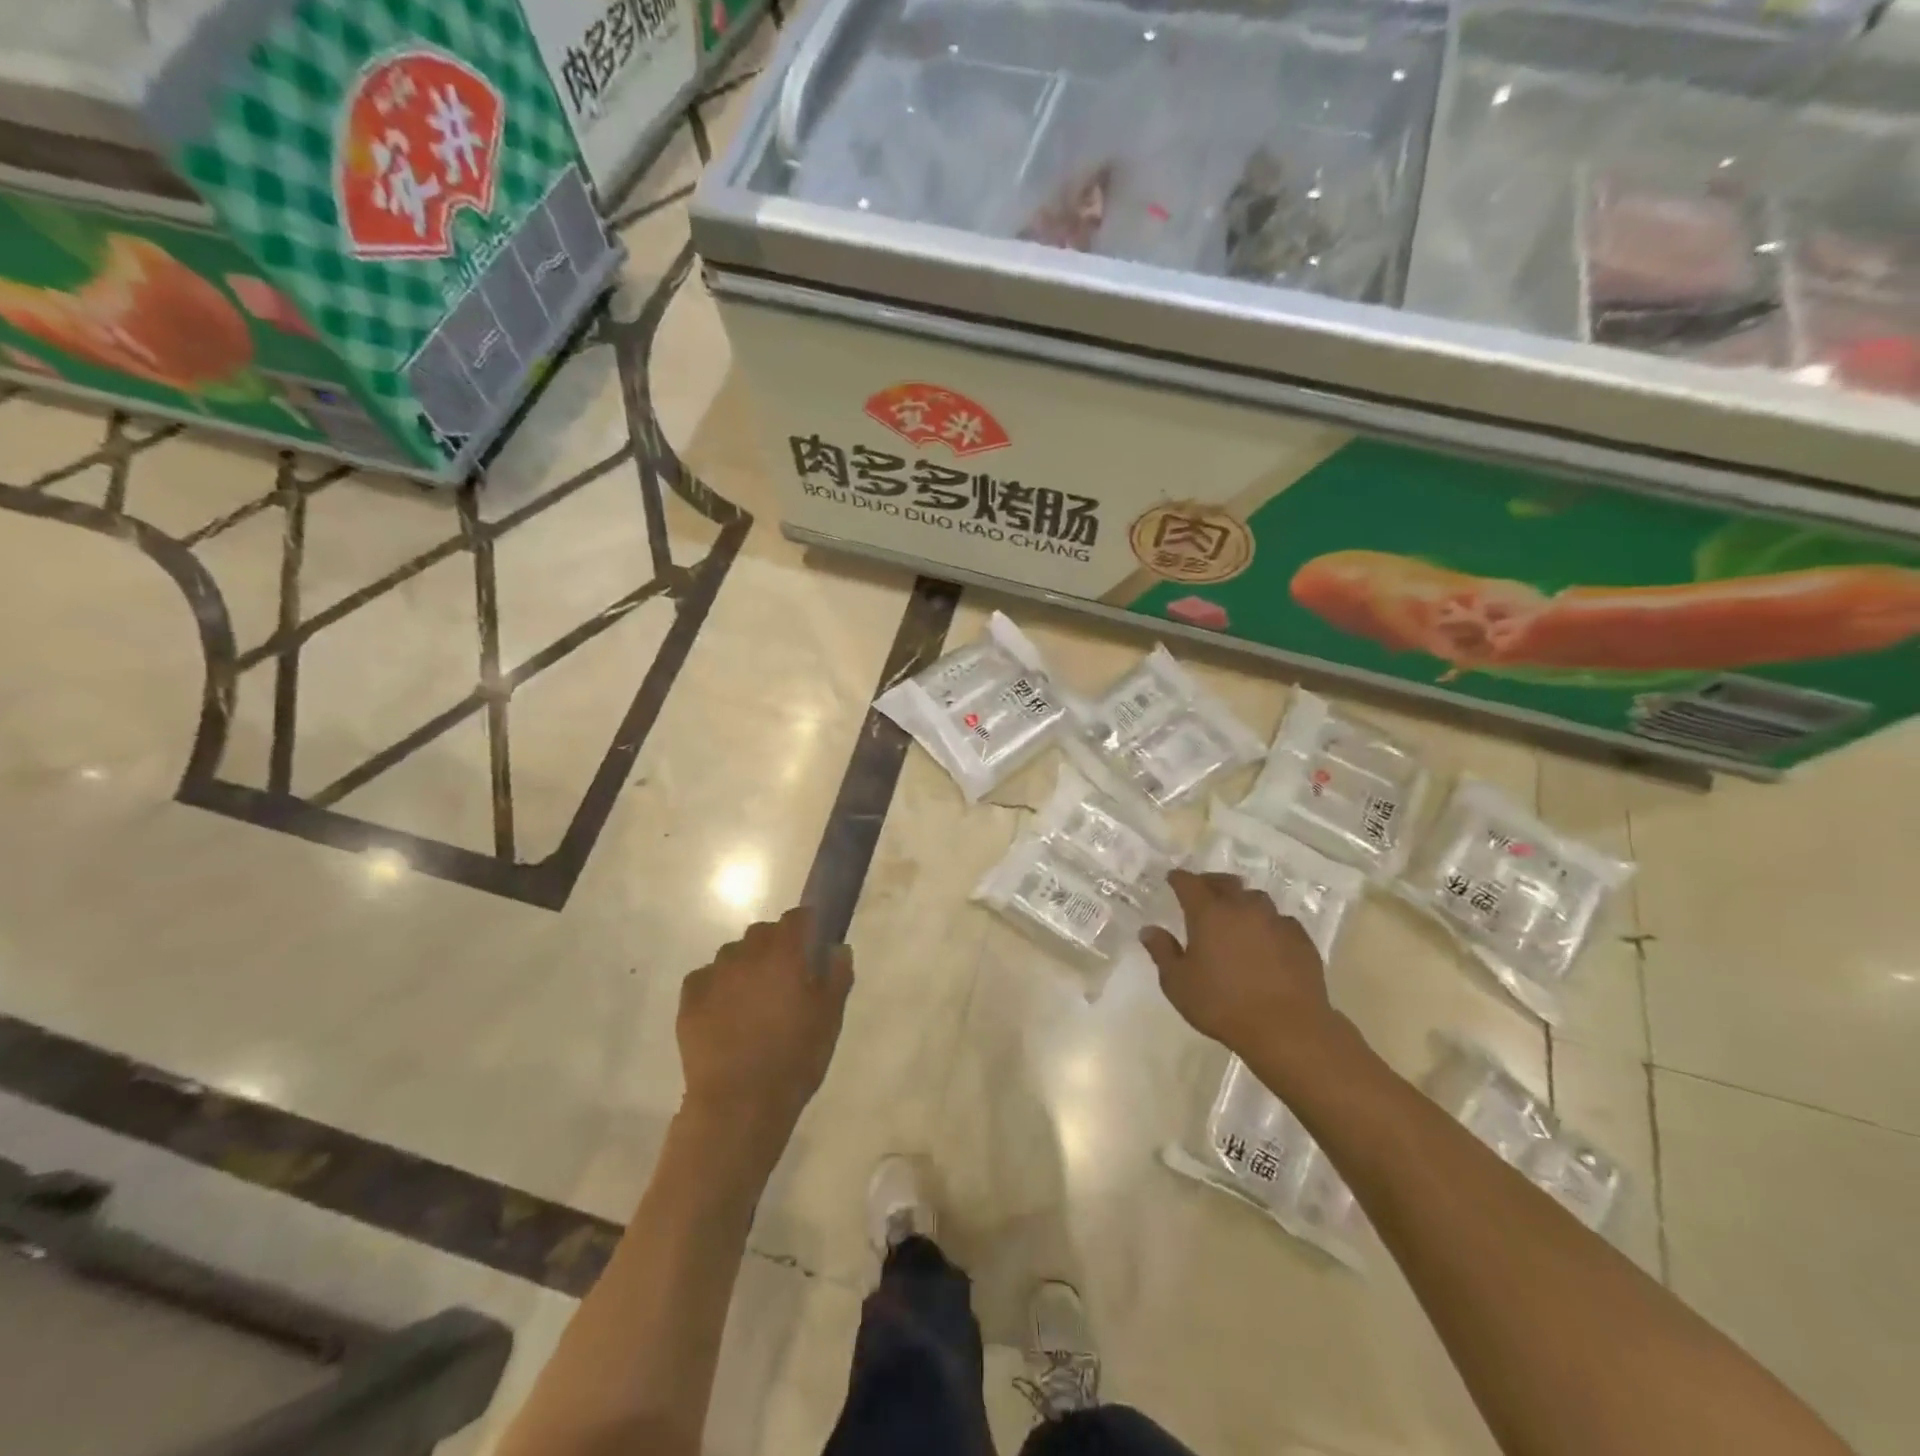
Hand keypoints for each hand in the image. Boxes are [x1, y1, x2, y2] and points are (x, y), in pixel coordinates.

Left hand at [677, 906, 853, 1166]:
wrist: (739, 1104)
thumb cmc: (794, 1058)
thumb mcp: (830, 1018)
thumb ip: (837, 976)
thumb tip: (836, 948)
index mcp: (785, 953)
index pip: (797, 918)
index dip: (807, 927)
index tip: (813, 947)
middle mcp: (747, 953)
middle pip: (762, 933)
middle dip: (775, 948)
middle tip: (785, 982)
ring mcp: (714, 974)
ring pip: (733, 955)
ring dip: (745, 967)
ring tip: (752, 1003)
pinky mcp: (689, 998)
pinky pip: (706, 979)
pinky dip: (717, 988)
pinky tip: (725, 1017)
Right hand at [1140, 870, 1344, 1062]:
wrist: (1287, 1028)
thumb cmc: (1223, 1005)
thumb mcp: (1178, 984)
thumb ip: (1162, 952)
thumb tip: (1149, 930)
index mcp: (1208, 913)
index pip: (1189, 883)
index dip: (1179, 878)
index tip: (1173, 878)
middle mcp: (1242, 908)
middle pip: (1225, 882)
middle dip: (1211, 882)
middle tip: (1203, 890)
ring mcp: (1275, 921)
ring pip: (1255, 899)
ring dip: (1242, 902)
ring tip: (1237, 916)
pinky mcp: (1300, 939)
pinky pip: (1281, 921)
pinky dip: (1269, 925)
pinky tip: (1268, 940)